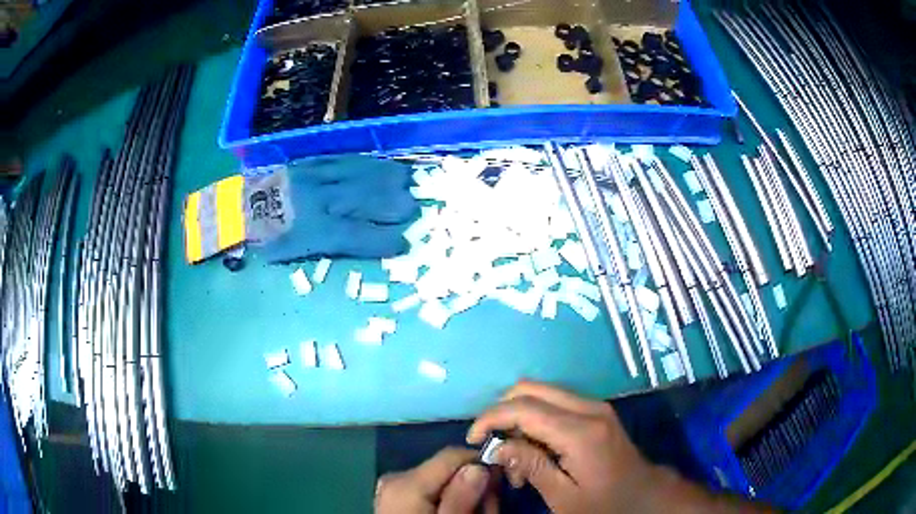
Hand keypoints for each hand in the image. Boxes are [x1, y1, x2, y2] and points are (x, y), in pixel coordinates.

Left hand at [374, 447, 498, 513]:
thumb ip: (462, 498)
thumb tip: (479, 466)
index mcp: (406, 482)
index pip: (452, 454)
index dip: (481, 465)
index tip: (498, 487)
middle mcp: (397, 478)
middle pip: (449, 469)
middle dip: (474, 487)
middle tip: (487, 511)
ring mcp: (394, 488)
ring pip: (443, 481)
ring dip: (464, 497)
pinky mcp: (396, 498)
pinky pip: (430, 491)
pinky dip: (447, 502)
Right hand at [466, 381, 656, 512]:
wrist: (645, 496)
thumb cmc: (605, 503)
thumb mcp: (563, 497)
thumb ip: (531, 466)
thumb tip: (498, 446)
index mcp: (580, 431)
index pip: (523, 407)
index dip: (490, 418)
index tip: (473, 440)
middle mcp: (588, 408)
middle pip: (531, 388)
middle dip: (502, 411)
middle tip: (493, 445)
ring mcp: (595, 407)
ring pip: (542, 393)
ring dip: (519, 418)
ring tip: (517, 459)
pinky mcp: (596, 412)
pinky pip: (555, 404)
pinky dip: (536, 421)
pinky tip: (535, 452)